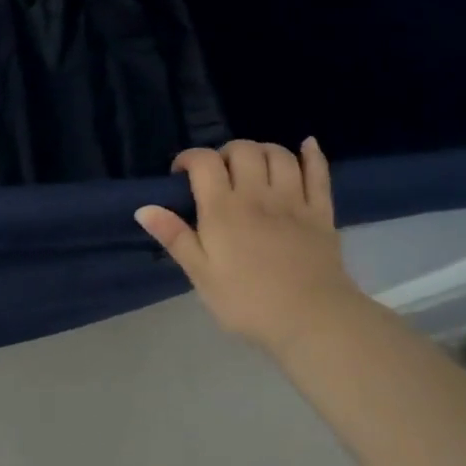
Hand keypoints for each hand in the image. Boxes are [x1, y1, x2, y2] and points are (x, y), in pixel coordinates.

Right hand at [135, 138, 366, 352]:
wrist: (312, 320)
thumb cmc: (248, 301)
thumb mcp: (201, 275)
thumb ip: (175, 237)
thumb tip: (144, 208)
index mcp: (223, 209)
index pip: (204, 162)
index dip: (189, 158)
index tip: (181, 173)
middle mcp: (258, 195)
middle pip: (243, 150)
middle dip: (225, 152)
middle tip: (219, 173)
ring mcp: (293, 201)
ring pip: (279, 155)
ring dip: (262, 150)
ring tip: (253, 166)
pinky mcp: (321, 213)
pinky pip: (319, 173)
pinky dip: (313, 155)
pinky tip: (307, 145)